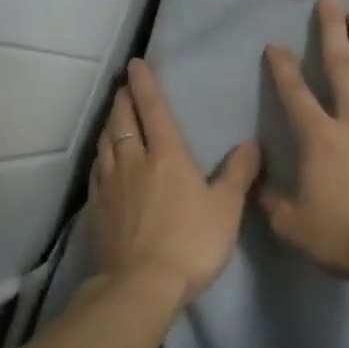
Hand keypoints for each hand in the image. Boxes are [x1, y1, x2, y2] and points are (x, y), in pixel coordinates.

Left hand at [88, 59, 261, 304]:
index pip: (153, 109)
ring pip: (105, 143)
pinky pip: (96, 171)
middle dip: (123, 100)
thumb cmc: (192, 242)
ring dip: (109, 124)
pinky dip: (100, 156)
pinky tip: (102, 160)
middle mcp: (133, 161)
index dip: (145, 84)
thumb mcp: (227, 208)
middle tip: (122, 87)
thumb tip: (252, 143)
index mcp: (167, 155)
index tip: (135, 63)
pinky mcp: (97, 208)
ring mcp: (110, 185)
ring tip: (113, 116)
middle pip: (123, 121)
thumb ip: (239, 173)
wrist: (142, 284)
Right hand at [260, 0, 348, 281]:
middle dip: (332, 32)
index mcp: (319, 138)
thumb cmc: (344, 236)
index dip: (282, 68)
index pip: (295, 94)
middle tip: (330, 1)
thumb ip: (270, 199)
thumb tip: (258, 179)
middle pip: (342, 67)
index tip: (275, 46)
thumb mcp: (291, 225)